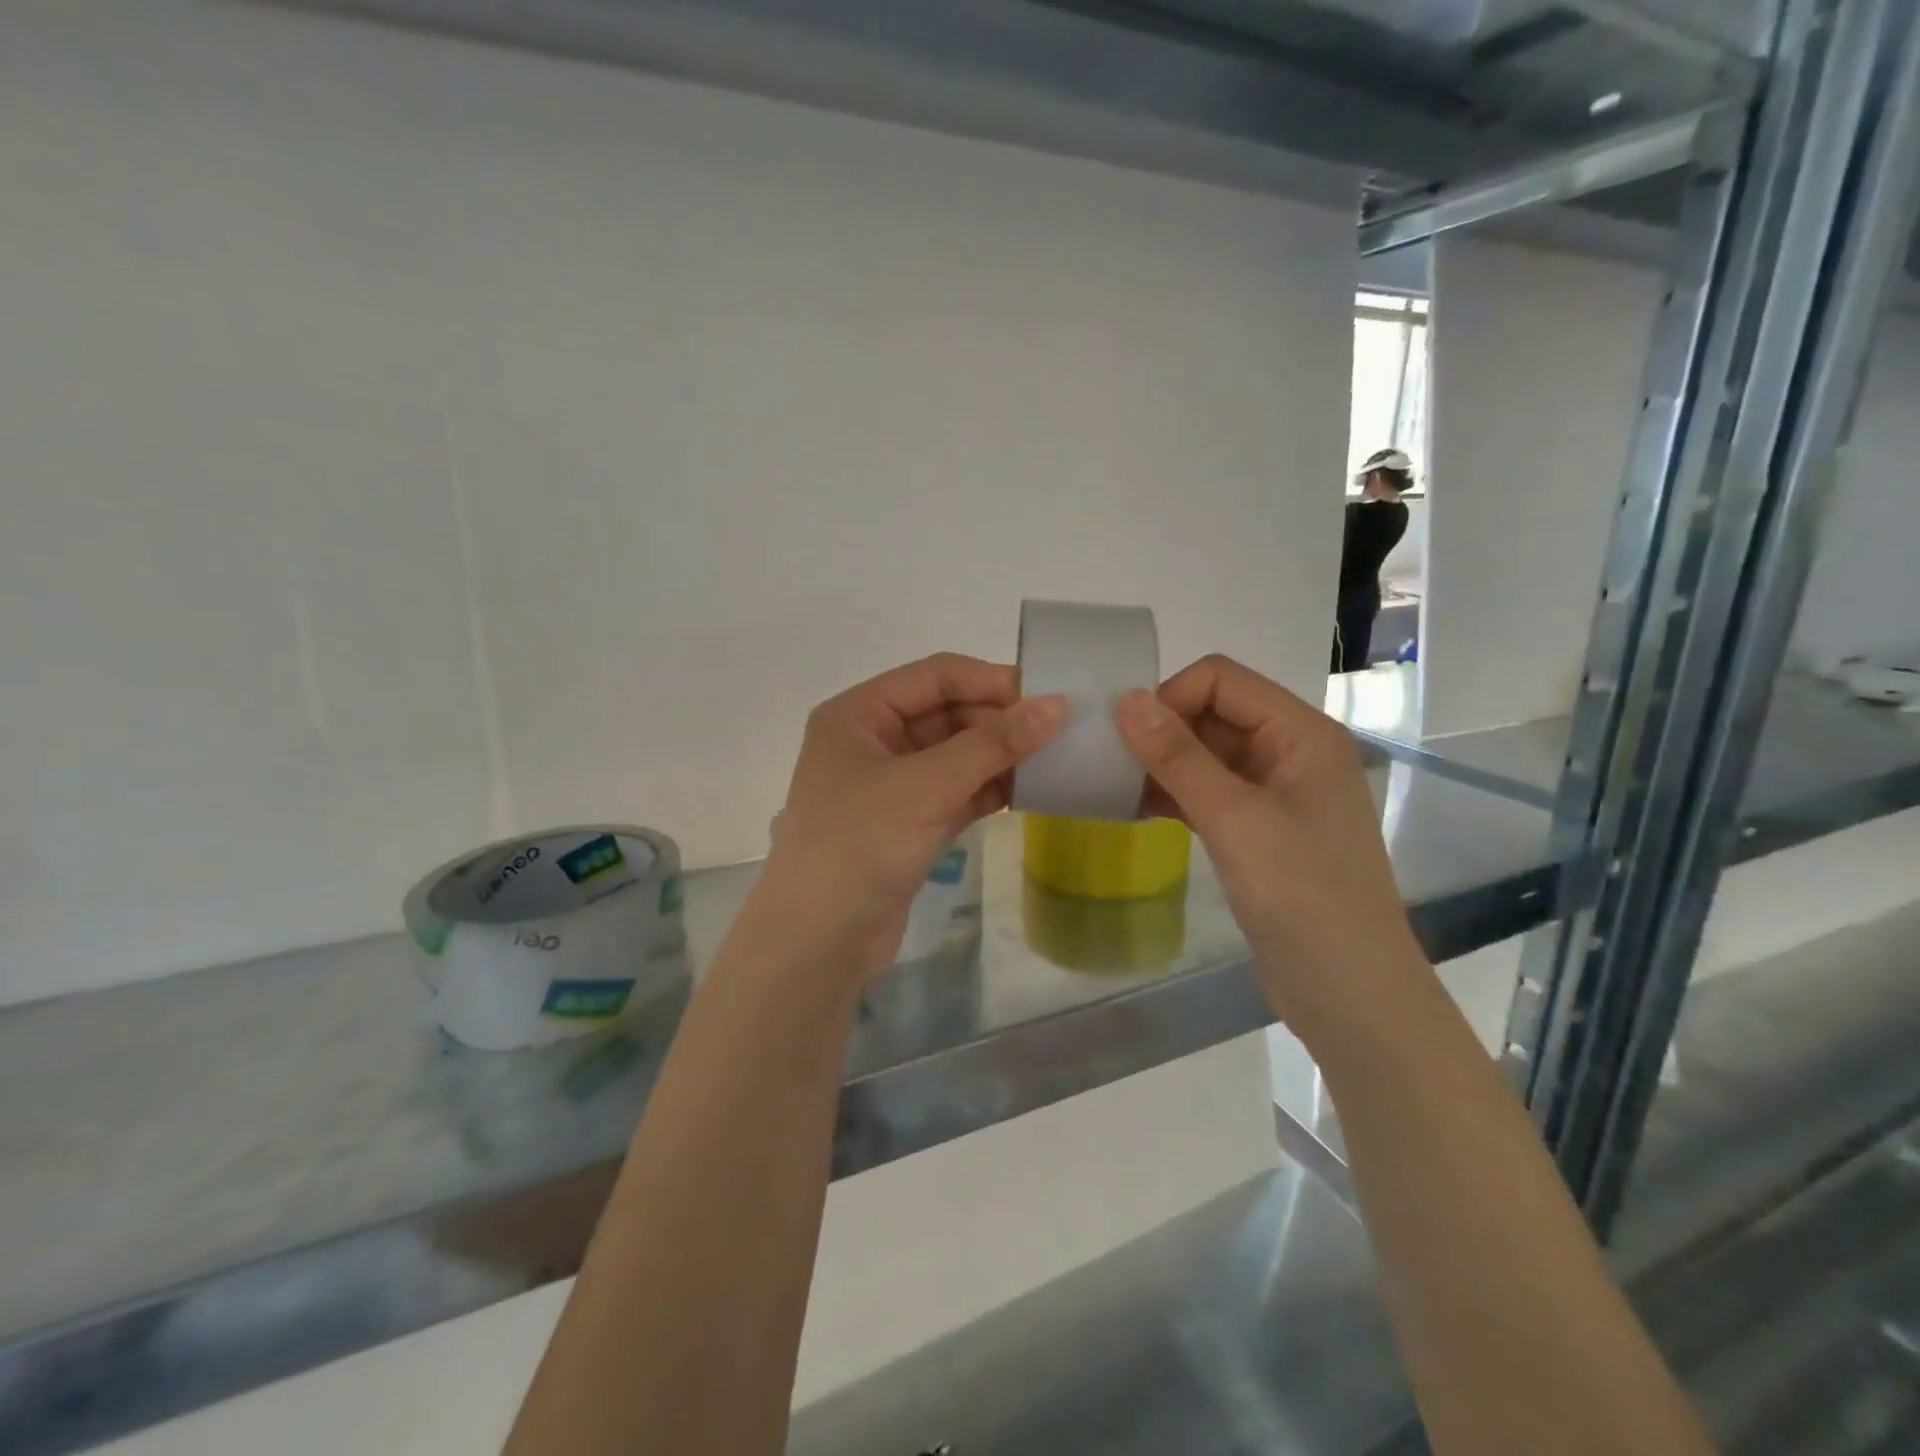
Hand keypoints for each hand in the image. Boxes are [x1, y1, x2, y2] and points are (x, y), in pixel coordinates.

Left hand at [750, 653, 1066, 983]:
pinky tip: (1033, 790)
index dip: (991, 681)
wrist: (817, 945)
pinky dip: (991, 789)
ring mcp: (892, 785)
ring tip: (1058, 758)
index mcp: (858, 715)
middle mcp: (873, 741)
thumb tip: (1057, 705)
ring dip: (1001, 756)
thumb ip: (991, 745)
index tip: (1050, 695)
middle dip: (1000, 721)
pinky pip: (958, 791)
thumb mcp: (924, 787)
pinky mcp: (910, 824)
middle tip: (1061, 731)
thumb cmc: (858, 847)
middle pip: (948, 713)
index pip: (935, 676)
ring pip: (957, 754)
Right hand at [1112, 655, 1423, 1028]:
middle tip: (1109, 764)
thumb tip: (1125, 700)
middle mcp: (1290, 752)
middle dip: (1161, 731)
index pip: (1221, 679)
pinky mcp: (1259, 830)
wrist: (1350, 995)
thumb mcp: (1235, 821)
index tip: (1126, 738)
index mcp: (1301, 733)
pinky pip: (1208, 792)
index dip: (1170, 697)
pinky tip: (1134, 810)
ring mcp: (1275, 793)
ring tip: (1114, 788)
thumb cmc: (1303, 898)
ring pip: (1206, 754)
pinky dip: (1173, 795)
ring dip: (1162, 765)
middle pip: (1213, 712)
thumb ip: (1179, 758)